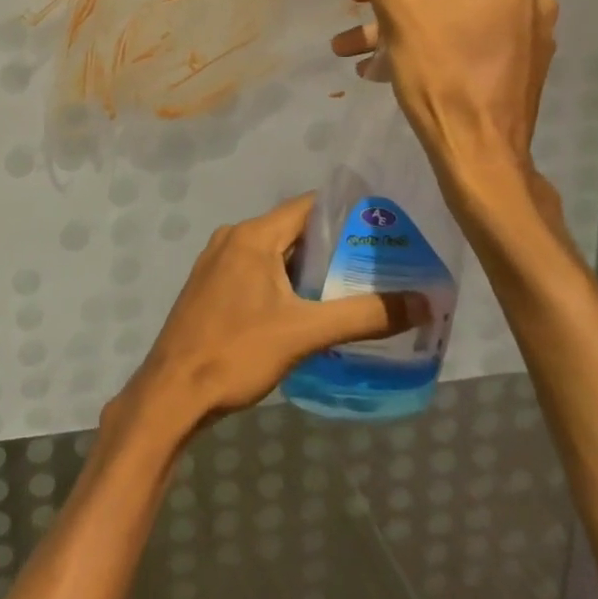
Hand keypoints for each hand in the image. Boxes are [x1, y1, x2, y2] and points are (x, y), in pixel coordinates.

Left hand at [107, 195, 423, 446]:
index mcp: (252, 235)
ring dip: (311, 269)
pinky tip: (311, 310)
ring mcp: (218, 263)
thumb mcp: (305, 333)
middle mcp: (233, 238)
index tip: (385, 230)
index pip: (308, 207)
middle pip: (293, 231)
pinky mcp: (212, 288)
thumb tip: (423, 302)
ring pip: (275, 255)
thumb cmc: (237, 351)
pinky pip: (258, 273)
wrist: (173, 391)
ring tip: (356, 289)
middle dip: (335, 247)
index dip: (347, 214)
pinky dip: (286, 283)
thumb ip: (364, 315)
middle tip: (380, 266)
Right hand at [330, 0, 559, 214]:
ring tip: (349, 48)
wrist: (476, 154)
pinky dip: (418, 48)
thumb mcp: (396, 2)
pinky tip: (378, 69)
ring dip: (393, 27)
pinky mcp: (512, 73)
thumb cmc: (440, 70)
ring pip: (445, 16)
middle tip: (354, 4)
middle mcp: (527, 1)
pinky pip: (458, 45)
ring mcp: (524, 41)